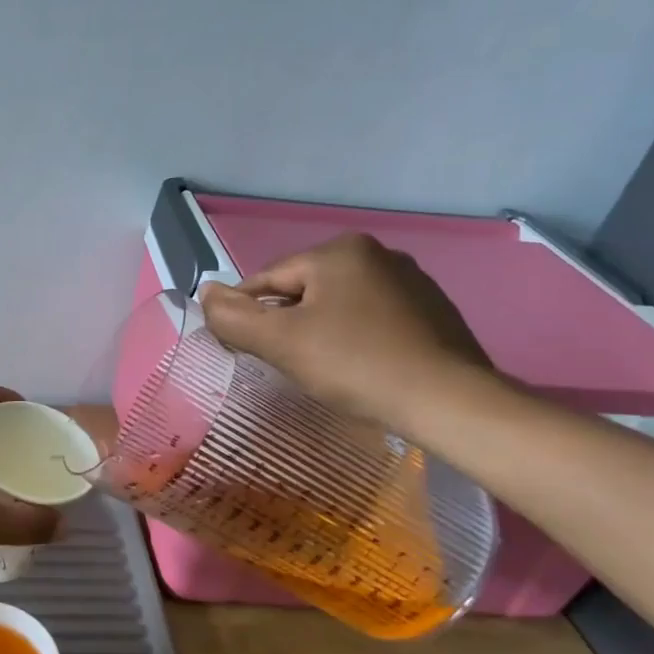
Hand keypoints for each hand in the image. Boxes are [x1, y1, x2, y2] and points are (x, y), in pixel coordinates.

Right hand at [199, 233, 492, 432]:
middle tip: (285, 364)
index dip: (248, 314)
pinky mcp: (434, 311)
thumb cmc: (355, 364)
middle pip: (305, 291)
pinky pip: (374, 319)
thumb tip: (204, 292)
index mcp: (339, 251)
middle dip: (288, 324)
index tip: (242, 348)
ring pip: (339, 306)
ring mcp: (412, 281)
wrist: (449, 401)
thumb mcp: (280, 341)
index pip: (269, 280)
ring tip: (322, 370)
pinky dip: (357, 339)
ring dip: (321, 331)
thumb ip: (234, 317)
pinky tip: (360, 368)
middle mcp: (377, 254)